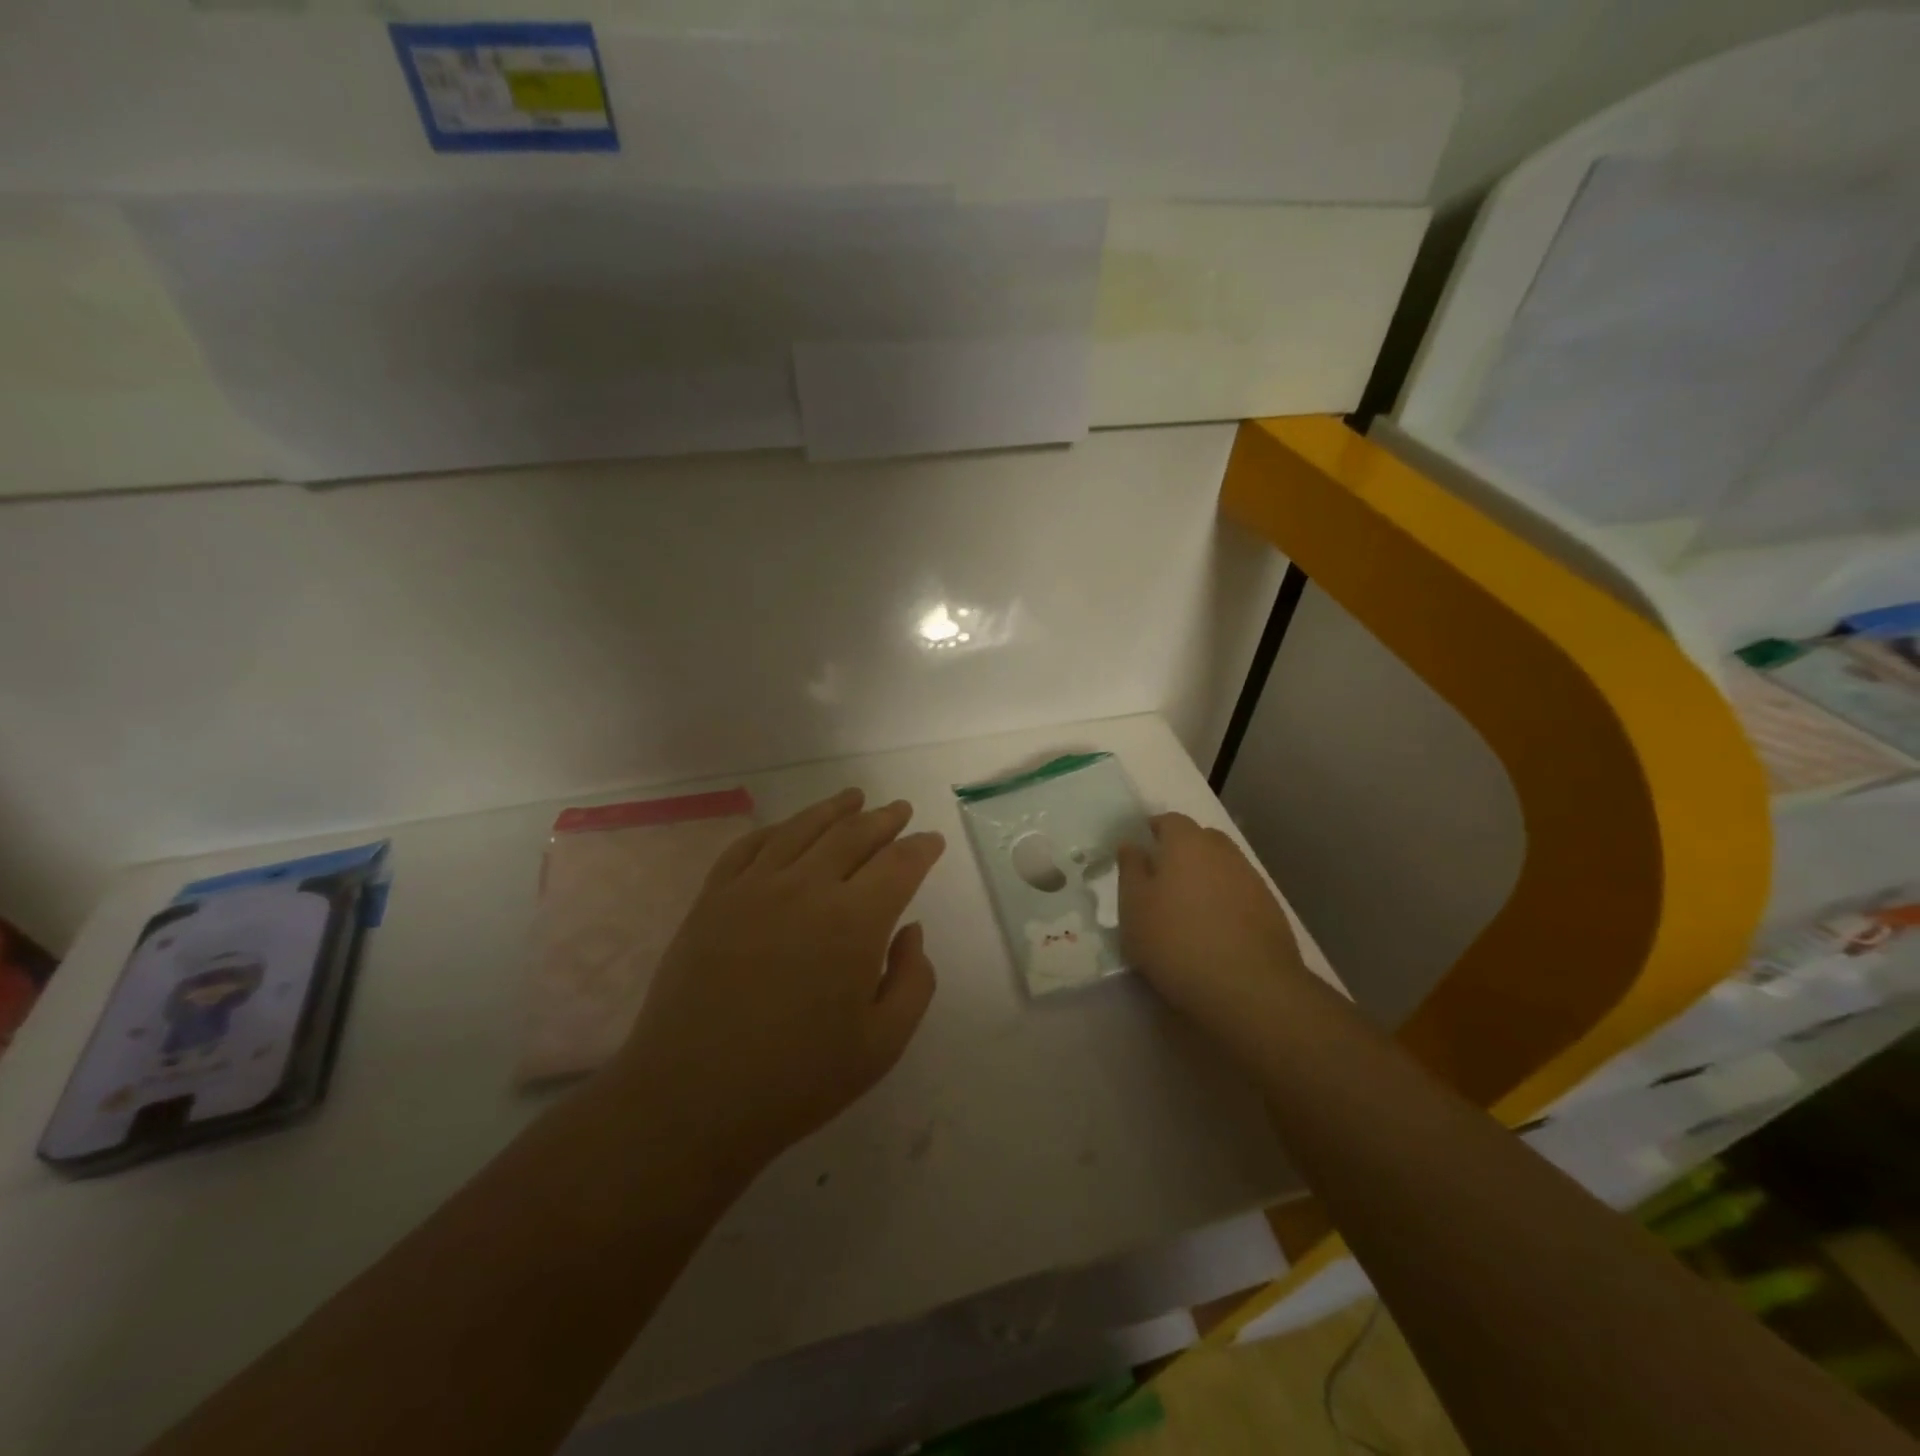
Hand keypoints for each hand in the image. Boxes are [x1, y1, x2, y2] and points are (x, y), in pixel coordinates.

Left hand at [611, 788, 944, 1175]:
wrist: (691, 1099)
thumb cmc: (797, 1080)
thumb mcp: (882, 1045)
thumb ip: (913, 981)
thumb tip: (909, 931)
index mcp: (854, 922)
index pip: (899, 864)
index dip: (921, 848)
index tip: (931, 841)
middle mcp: (806, 888)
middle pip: (853, 835)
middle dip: (884, 820)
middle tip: (899, 810)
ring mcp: (753, 888)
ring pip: (802, 829)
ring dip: (834, 809)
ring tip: (853, 798)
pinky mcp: (712, 898)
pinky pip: (749, 846)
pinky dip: (777, 829)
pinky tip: (787, 828)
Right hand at [1118, 813, 1311, 1043]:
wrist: (1249, 987)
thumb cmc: (1176, 941)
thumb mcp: (1134, 907)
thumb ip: (1130, 870)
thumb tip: (1132, 845)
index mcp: (1187, 843)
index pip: (1170, 820)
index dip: (1155, 830)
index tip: (1142, 849)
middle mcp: (1223, 852)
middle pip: (1201, 839)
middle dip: (1182, 851)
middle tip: (1163, 879)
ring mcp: (1252, 880)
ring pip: (1223, 866)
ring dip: (1206, 877)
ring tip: (1189, 908)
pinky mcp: (1271, 910)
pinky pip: (1240, 893)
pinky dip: (1226, 901)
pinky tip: (1216, 929)